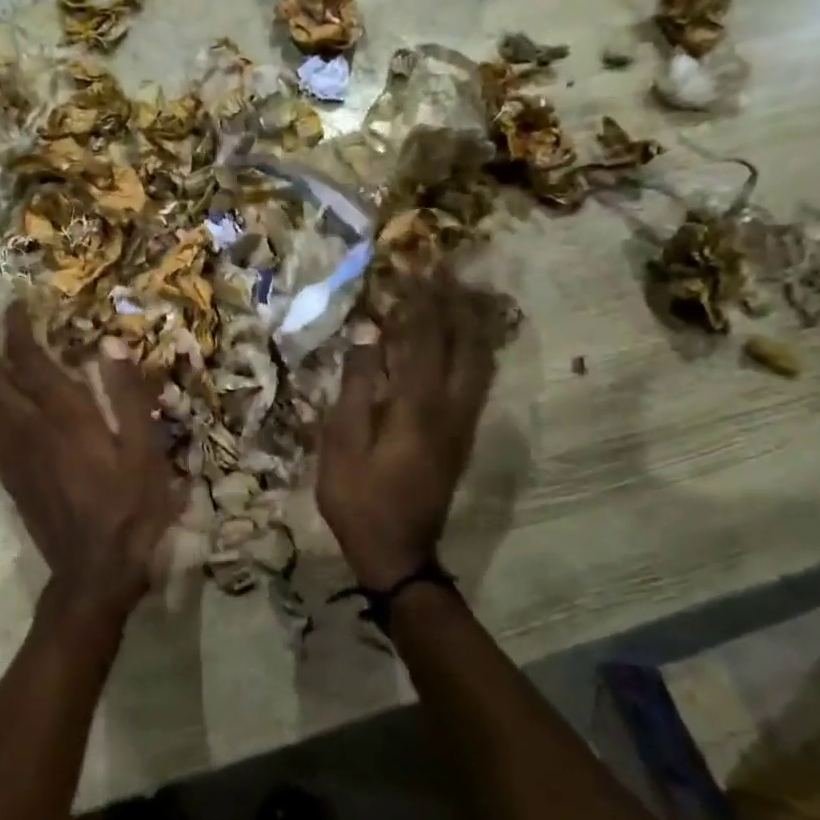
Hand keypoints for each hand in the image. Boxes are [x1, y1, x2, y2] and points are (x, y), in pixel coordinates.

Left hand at [0, 300, 184, 626]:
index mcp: (63, 416)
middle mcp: (26, 428)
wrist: (93, 570)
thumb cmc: (129, 507)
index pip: (26, 358)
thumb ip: (126, 395)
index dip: (16, 325)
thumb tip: (109, 345)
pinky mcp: (4, 473)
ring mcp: (9, 452)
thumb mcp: (144, 450)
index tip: (16, 301)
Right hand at [317, 274, 499, 590]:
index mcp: (416, 405)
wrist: (398, 551)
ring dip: (470, 323)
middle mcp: (450, 407)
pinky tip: (465, 340)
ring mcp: (462, 422)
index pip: (423, 338)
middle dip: (454, 303)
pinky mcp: (462, 435)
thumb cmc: (358, 497)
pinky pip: (477, 379)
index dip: (420, 301)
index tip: (414, 268)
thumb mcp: (340, 444)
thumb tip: (368, 342)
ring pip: (479, 360)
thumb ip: (355, 388)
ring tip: (459, 295)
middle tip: (443, 272)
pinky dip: (474, 349)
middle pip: (463, 342)